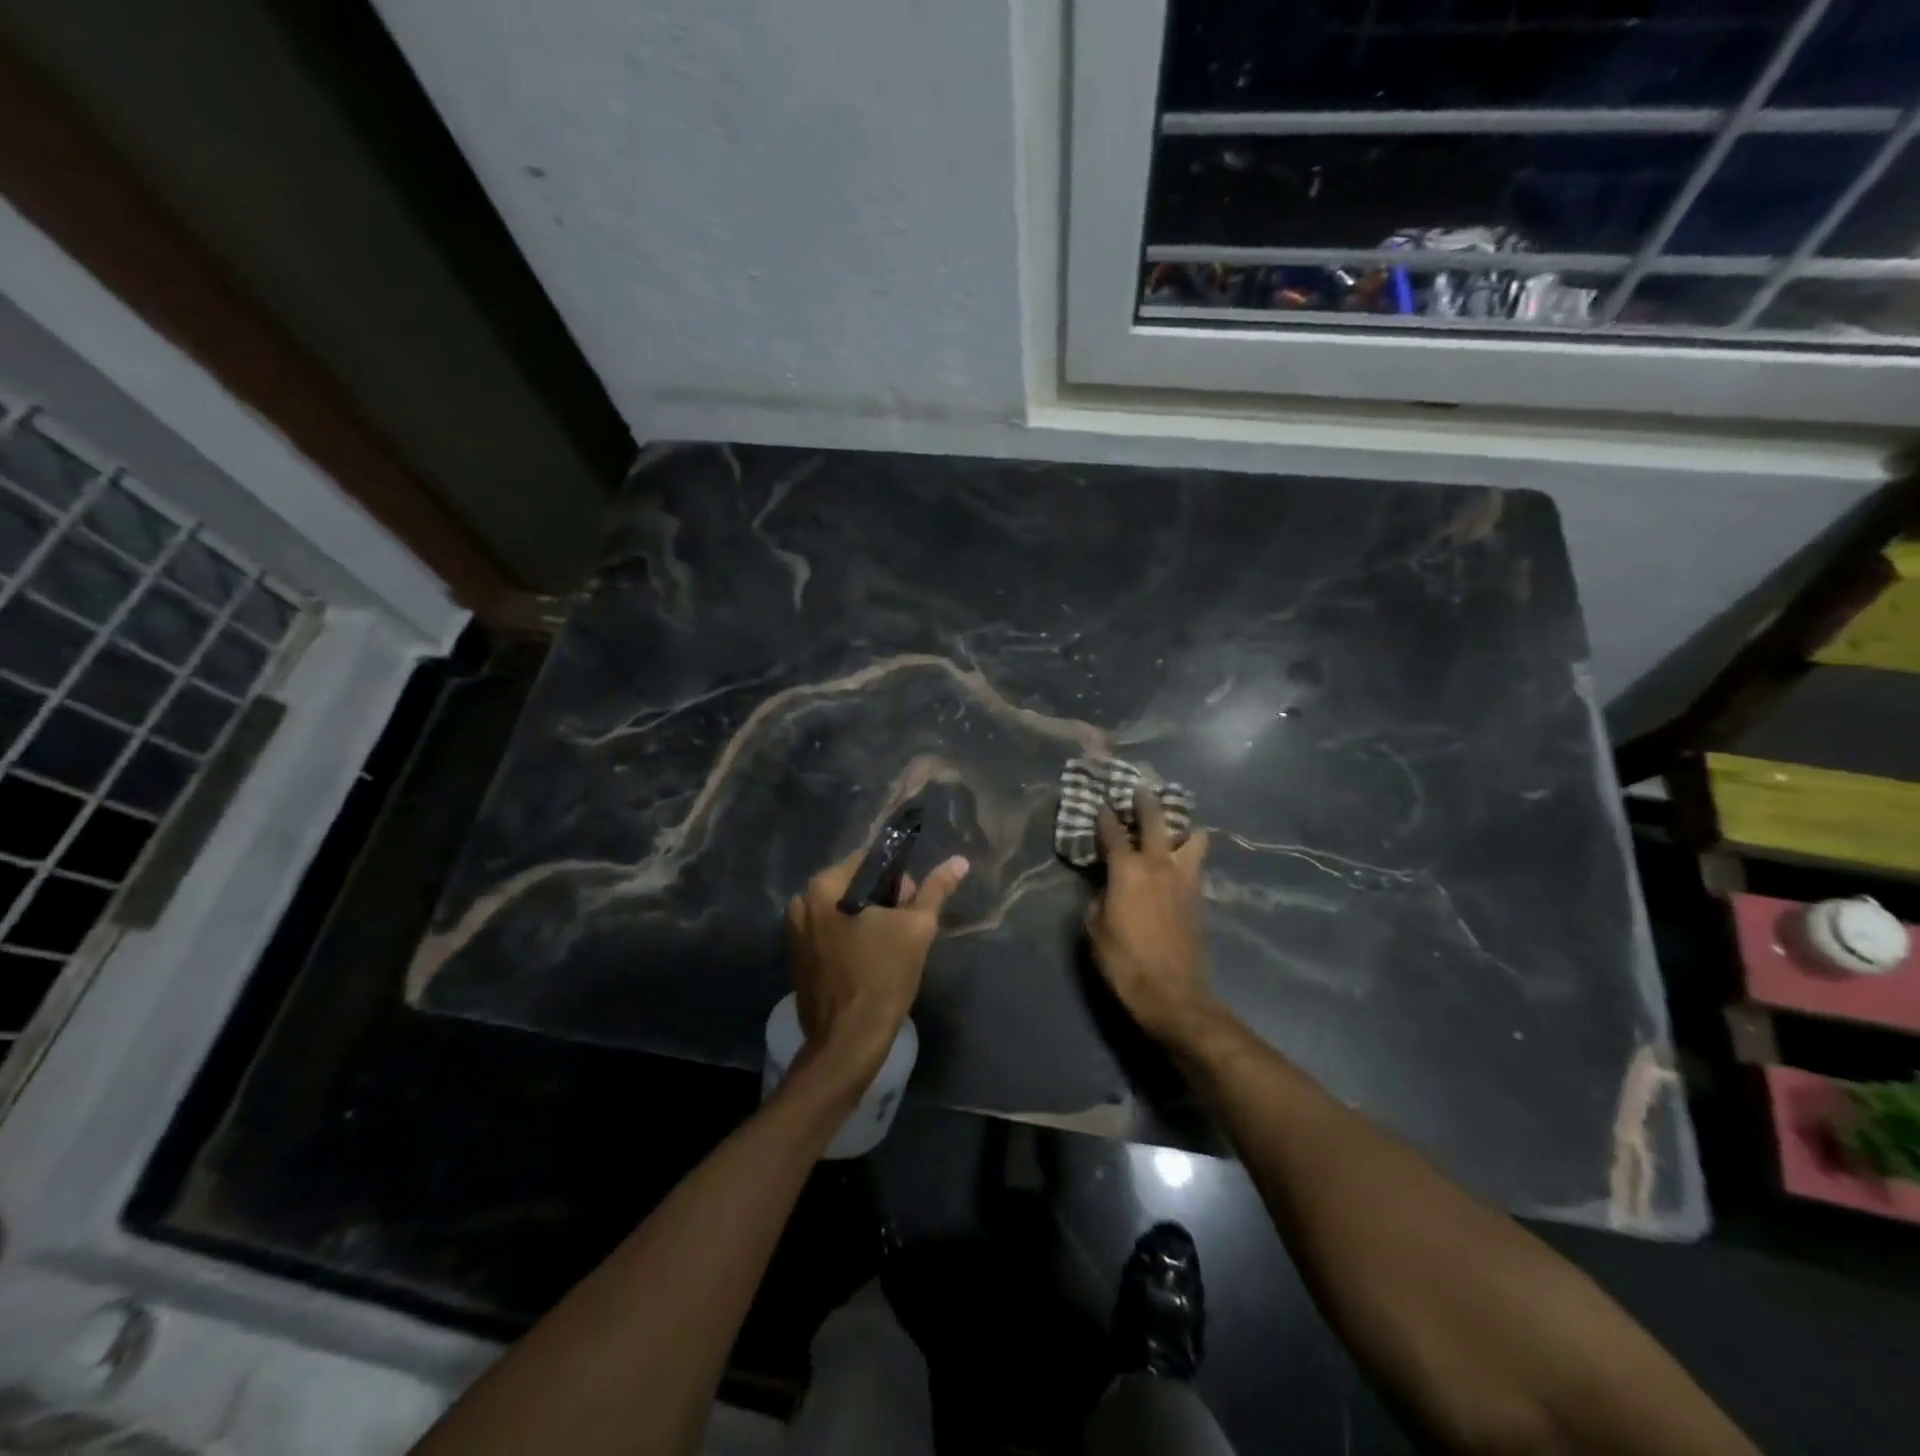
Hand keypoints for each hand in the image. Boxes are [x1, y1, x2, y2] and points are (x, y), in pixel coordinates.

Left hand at [787, 844, 969, 1079]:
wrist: (848, 1042)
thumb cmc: (883, 977)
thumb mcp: (917, 928)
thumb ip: (935, 890)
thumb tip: (958, 861)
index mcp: (823, 887)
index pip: (870, 860)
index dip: (899, 879)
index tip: (912, 907)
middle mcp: (802, 903)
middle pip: (856, 885)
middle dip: (884, 901)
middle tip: (904, 932)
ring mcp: (795, 933)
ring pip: (844, 910)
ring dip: (869, 921)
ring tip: (889, 949)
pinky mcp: (798, 958)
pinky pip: (831, 933)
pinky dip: (852, 939)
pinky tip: (869, 962)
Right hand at [1084, 786, 1216, 1045]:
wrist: (1173, 993)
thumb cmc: (1124, 962)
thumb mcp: (1096, 929)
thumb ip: (1099, 898)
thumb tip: (1106, 887)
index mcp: (1128, 870)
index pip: (1113, 833)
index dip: (1104, 818)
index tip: (1100, 805)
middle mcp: (1159, 864)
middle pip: (1156, 820)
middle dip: (1146, 802)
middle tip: (1141, 790)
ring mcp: (1184, 878)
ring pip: (1192, 837)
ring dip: (1181, 827)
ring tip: (1172, 826)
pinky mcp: (1200, 896)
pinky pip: (1197, 862)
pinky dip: (1190, 853)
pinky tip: (1181, 858)